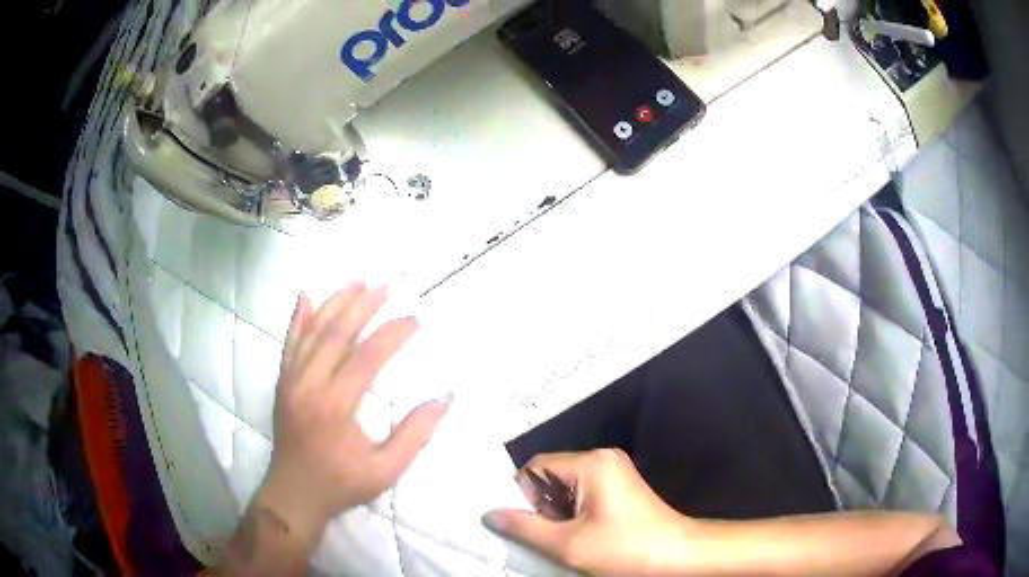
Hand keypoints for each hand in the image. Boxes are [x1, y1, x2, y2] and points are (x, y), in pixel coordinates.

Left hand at [257, 283, 451, 542]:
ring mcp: (291, 381)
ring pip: (312, 332)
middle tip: (385, 288)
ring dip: (335, 303)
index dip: (393, 333)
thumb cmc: (342, 483)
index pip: (368, 356)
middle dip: (363, 307)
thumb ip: (415, 434)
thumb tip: (444, 398)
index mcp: (336, 405)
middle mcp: (310, 384)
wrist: (294, 493)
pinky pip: (289, 343)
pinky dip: (298, 318)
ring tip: (356, 282)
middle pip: (336, 334)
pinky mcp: (282, 382)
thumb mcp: (386, 470)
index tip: (415, 320)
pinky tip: (306, 297)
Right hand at [484, 449, 695, 575]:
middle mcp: (602, 459)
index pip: (536, 468)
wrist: (678, 557)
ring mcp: (614, 472)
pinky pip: (583, 494)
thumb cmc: (624, 549)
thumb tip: (490, 514)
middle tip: (545, 538)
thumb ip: (524, 528)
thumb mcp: (568, 544)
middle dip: (541, 508)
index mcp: (591, 463)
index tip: (523, 526)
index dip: (522, 496)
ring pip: (566, 488)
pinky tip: (579, 537)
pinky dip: (573, 515)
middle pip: (551, 476)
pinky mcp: (621, 487)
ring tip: (564, 541)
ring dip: (557, 514)